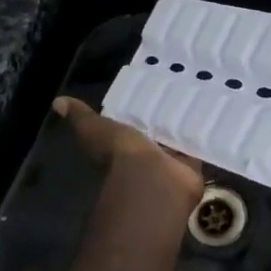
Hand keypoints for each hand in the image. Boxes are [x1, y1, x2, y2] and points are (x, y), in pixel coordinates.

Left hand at [53, 96, 202, 204]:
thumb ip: (82, 117)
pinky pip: (197, 150)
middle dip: (164, 116)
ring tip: (200, 96)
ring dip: (184, 126)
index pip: (128, 123)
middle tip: (180, 87)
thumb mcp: (95, 130)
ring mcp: (167, 163)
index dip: (136, 110)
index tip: (149, 87)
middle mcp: (143, 155)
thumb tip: (58, 102)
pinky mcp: (190, 168)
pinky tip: (211, 116)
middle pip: (154, 131)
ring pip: (177, 140)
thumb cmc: (120, 155)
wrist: (149, 182)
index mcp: (120, 145)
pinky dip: (203, 138)